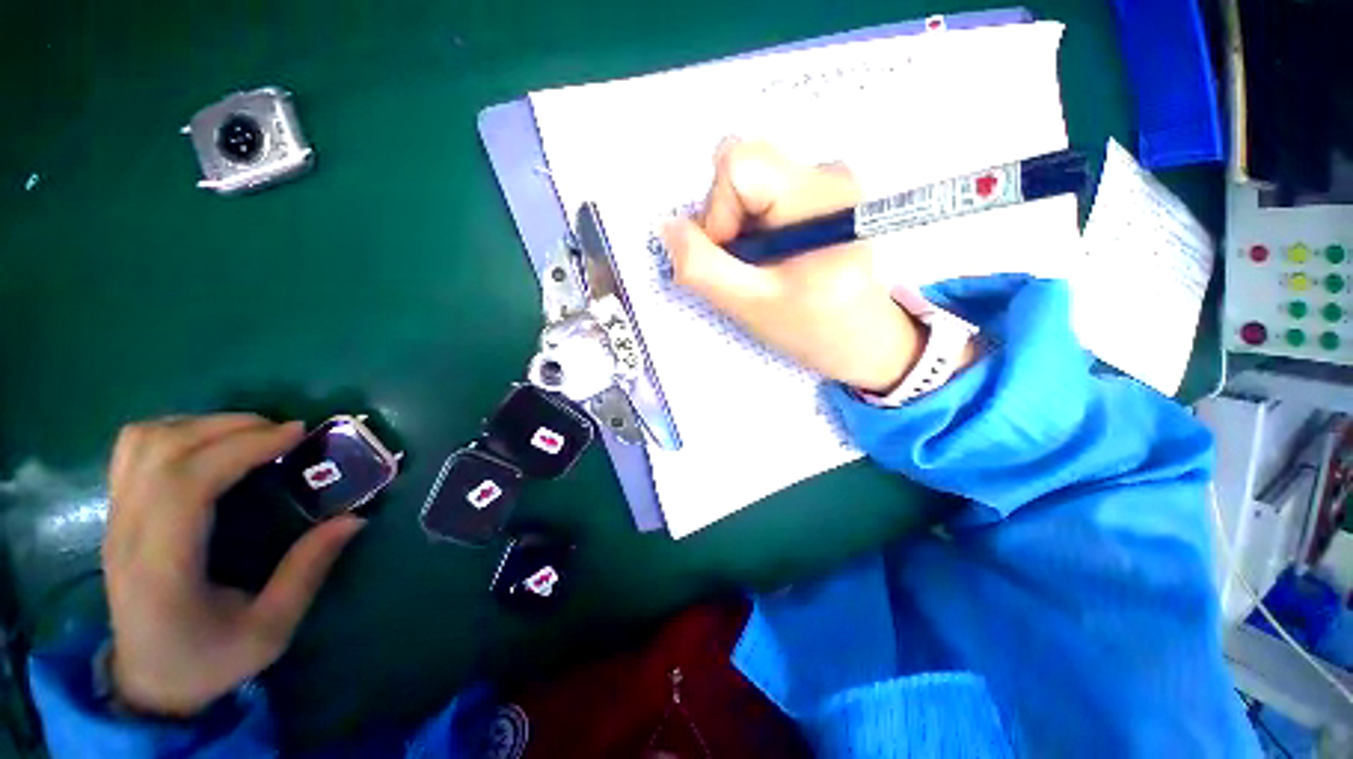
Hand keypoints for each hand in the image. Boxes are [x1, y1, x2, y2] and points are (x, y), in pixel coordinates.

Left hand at [103, 414, 364, 717]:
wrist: (148, 683)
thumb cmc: (209, 661)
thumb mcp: (270, 631)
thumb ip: (307, 571)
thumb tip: (353, 518)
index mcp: (161, 567)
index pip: (186, 483)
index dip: (242, 447)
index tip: (297, 435)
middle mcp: (127, 533)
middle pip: (163, 450)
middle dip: (230, 427)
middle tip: (284, 432)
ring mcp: (115, 519)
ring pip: (142, 440)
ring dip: (200, 424)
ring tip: (249, 433)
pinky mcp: (116, 512)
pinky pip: (134, 448)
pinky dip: (176, 431)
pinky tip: (210, 445)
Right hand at [662, 140, 923, 393]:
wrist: (868, 342)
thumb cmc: (816, 331)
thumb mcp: (752, 307)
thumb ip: (703, 269)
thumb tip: (668, 228)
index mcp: (818, 197)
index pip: (738, 164)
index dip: (716, 212)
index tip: (732, 257)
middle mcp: (827, 174)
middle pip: (741, 167)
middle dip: (725, 219)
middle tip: (744, 265)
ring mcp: (826, 182)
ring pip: (749, 181)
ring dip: (737, 226)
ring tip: (761, 266)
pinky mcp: (821, 196)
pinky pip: (763, 194)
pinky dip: (752, 227)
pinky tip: (772, 258)